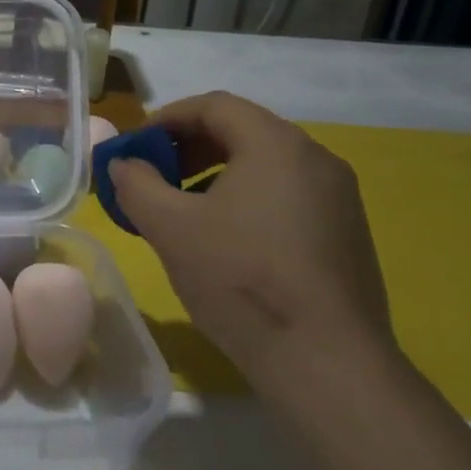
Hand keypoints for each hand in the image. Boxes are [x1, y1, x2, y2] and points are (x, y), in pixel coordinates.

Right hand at [110, 92, 395, 398]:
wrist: (327, 364)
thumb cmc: (241, 280)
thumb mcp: (170, 227)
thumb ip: (136, 184)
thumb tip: (124, 164)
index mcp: (276, 144)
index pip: (214, 106)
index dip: (166, 118)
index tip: (136, 147)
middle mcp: (316, 158)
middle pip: (242, 131)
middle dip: (189, 147)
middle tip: (155, 176)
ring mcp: (338, 197)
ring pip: (265, 165)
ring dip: (216, 174)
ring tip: (185, 210)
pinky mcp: (347, 233)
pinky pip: (287, 195)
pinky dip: (247, 199)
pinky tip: (226, 240)